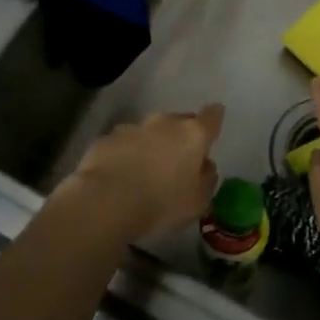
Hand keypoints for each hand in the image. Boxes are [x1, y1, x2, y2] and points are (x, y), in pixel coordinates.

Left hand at [60, 105, 224, 241]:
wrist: (104, 202)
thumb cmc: (160, 204)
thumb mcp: (197, 202)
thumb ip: (207, 179)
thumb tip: (206, 165)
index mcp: (192, 135)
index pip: (212, 116)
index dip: (214, 119)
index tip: (213, 125)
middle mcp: (164, 123)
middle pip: (179, 121)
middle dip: (180, 135)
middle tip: (178, 159)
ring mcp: (132, 128)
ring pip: (149, 132)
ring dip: (151, 145)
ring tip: (146, 171)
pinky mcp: (106, 139)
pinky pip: (123, 144)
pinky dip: (125, 154)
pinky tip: (119, 176)